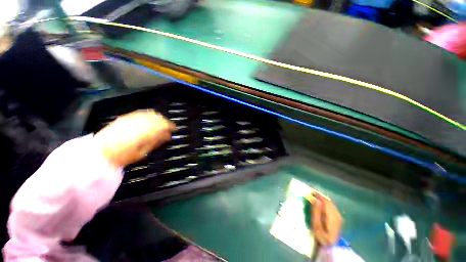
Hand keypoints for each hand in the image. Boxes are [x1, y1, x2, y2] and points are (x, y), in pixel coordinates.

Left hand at [94, 109, 175, 167]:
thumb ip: (156, 141)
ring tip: (160, 123)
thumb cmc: (124, 155)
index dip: (171, 126)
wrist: (100, 152)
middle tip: (168, 127)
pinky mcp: (126, 117)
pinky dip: (149, 115)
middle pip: (158, 117)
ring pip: (150, 113)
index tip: (175, 129)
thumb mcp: (143, 152)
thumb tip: (168, 136)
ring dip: (158, 117)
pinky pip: (141, 113)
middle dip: (165, 121)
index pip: (163, 125)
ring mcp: (132, 118)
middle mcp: (140, 122)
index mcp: (145, 131)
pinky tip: (150, 119)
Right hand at [311, 193, 342, 245]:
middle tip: (311, 193)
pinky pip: (331, 207)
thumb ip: (316, 212)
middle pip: (328, 202)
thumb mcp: (316, 226)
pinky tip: (320, 205)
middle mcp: (337, 215)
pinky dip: (325, 204)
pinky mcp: (338, 219)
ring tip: (314, 198)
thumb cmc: (321, 237)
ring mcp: (339, 217)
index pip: (325, 201)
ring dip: (323, 200)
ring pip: (330, 204)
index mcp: (332, 216)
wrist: (331, 248)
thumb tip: (316, 199)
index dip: (318, 195)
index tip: (310, 191)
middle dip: (320, 196)